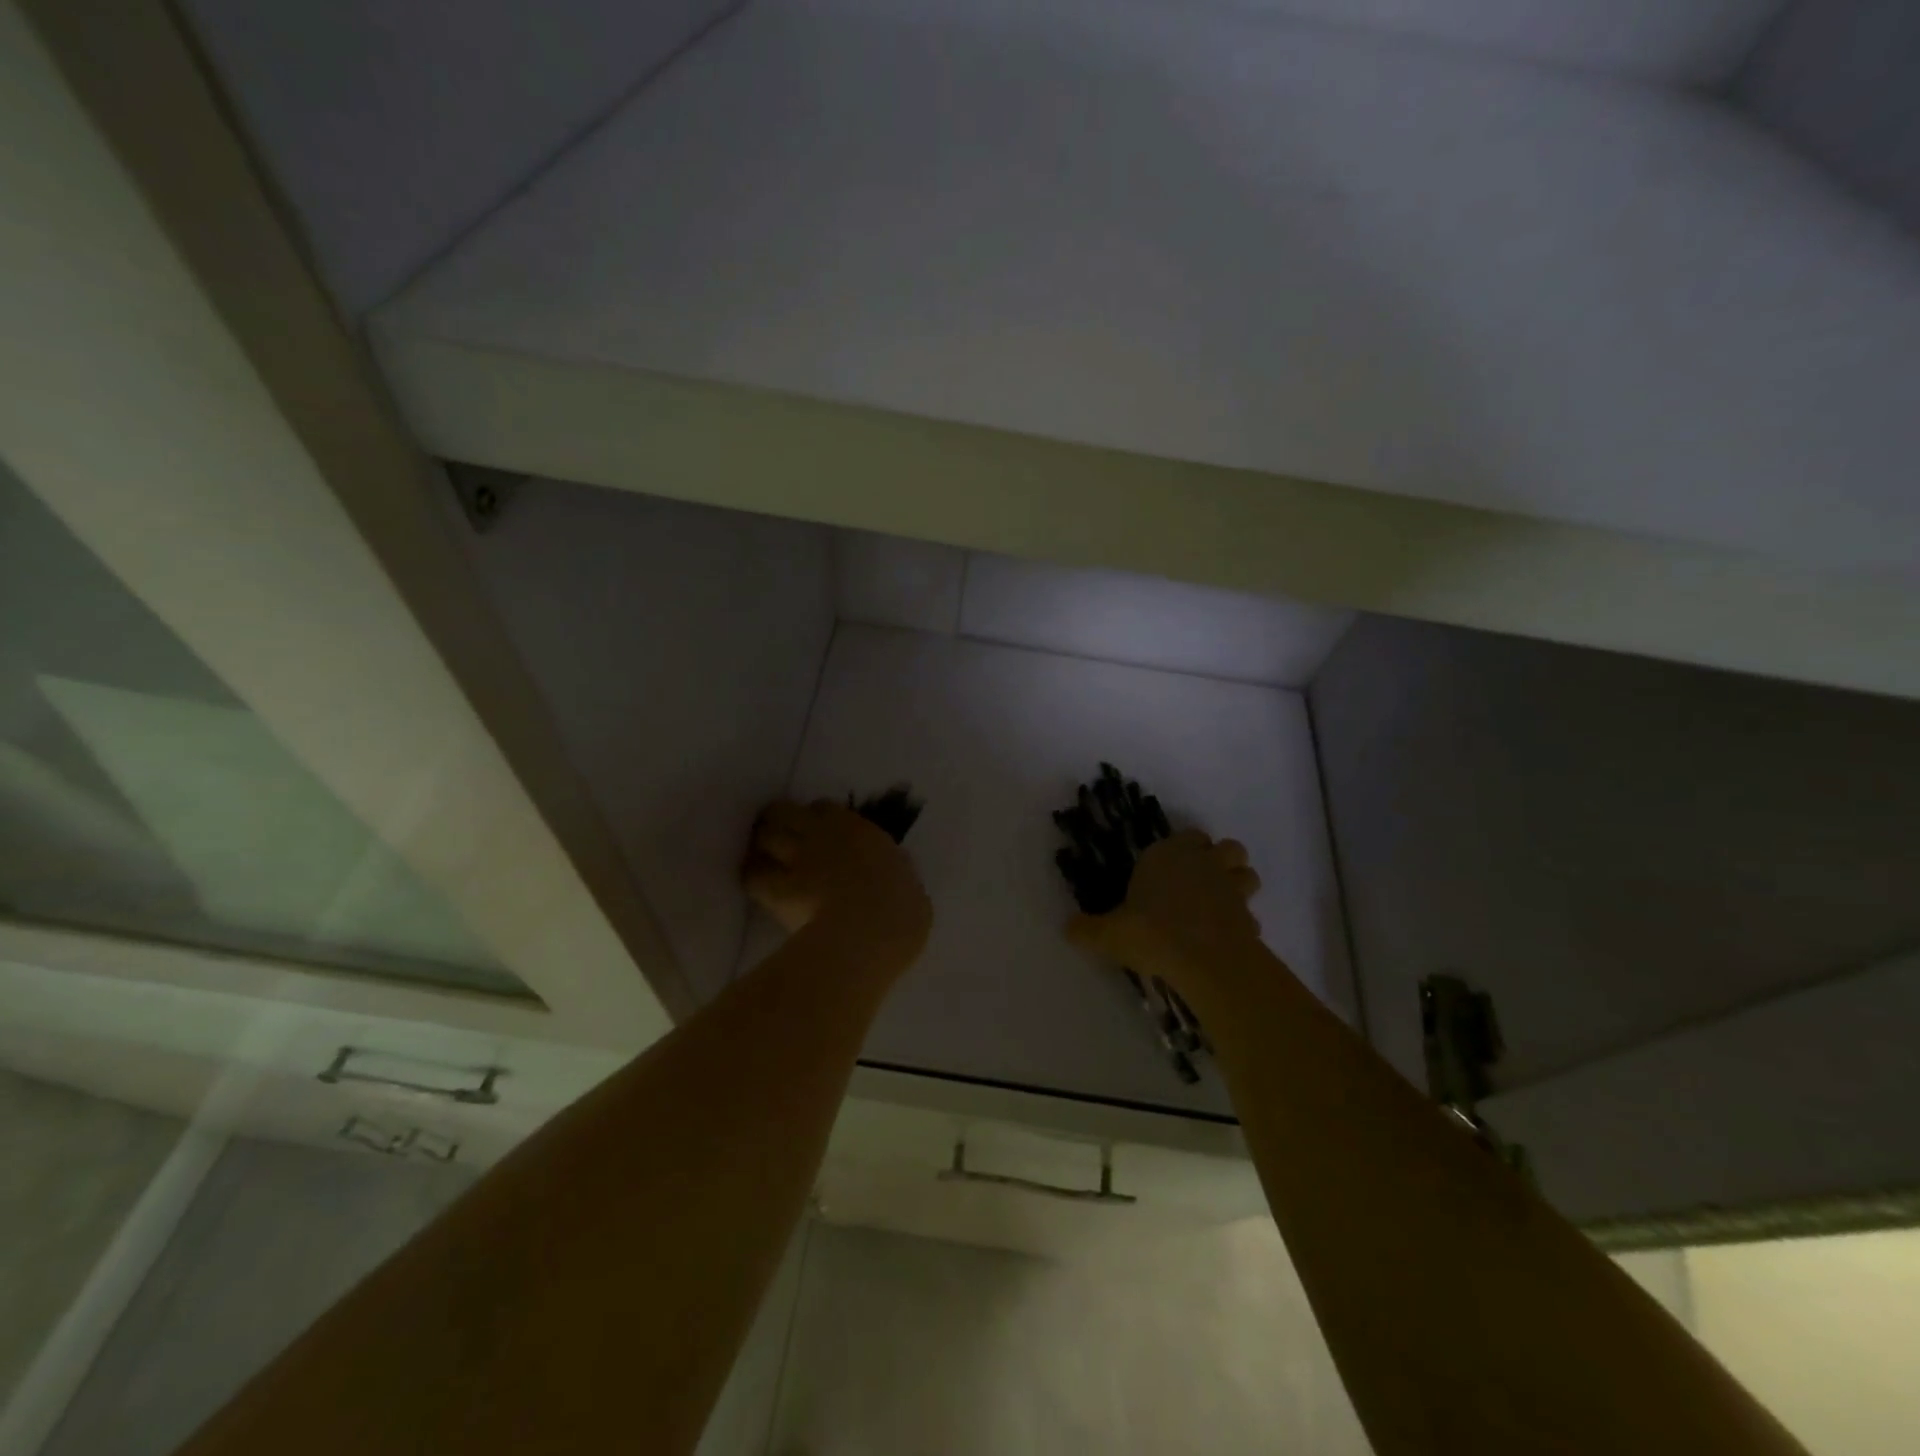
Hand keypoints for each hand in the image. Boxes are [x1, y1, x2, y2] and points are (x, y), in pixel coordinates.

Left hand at [743, 800, 932, 974]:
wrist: (868, 933)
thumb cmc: (901, 913)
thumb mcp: (908, 888)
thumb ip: (892, 876)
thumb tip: (890, 879)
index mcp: (860, 832)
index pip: (826, 809)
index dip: (818, 819)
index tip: (819, 831)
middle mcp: (824, 835)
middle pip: (786, 811)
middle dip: (780, 820)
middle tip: (780, 836)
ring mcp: (798, 859)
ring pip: (765, 835)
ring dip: (761, 844)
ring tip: (761, 855)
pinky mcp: (777, 888)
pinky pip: (753, 875)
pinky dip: (752, 878)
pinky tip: (755, 885)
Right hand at [1067, 830, 1263, 995]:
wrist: (1204, 960)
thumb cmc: (1152, 932)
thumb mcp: (1109, 934)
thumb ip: (1088, 929)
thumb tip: (1067, 928)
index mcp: (1168, 855)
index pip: (1187, 836)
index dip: (1183, 849)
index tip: (1170, 868)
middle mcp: (1204, 864)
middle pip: (1228, 848)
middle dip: (1220, 860)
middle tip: (1201, 883)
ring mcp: (1231, 890)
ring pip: (1247, 875)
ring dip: (1238, 886)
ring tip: (1219, 907)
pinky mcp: (1249, 918)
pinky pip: (1249, 915)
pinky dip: (1242, 924)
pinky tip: (1225, 940)